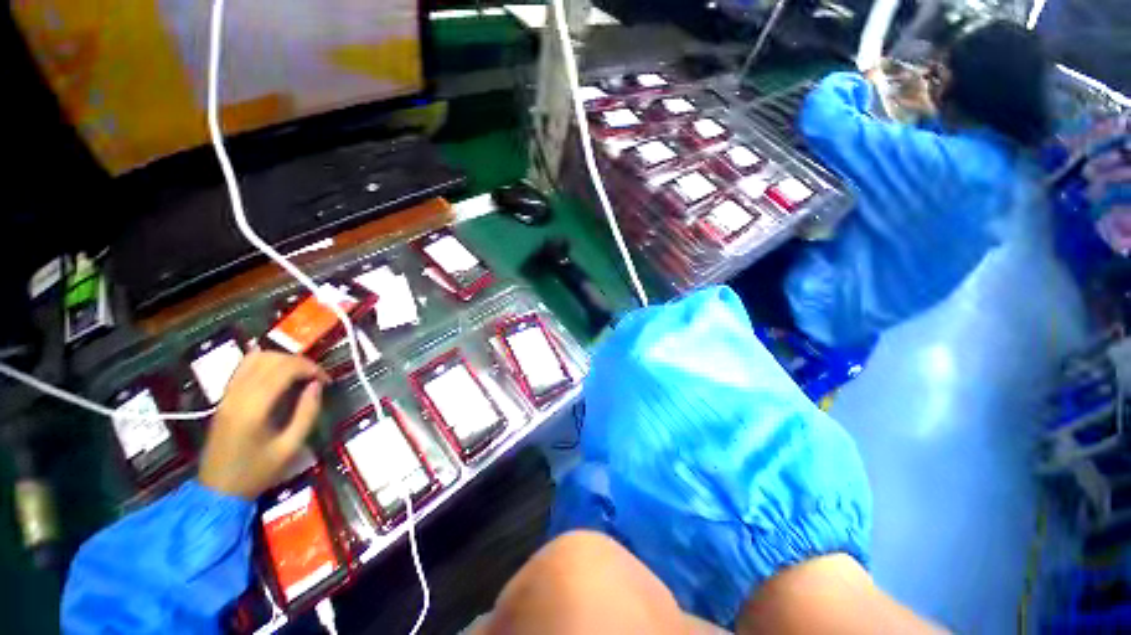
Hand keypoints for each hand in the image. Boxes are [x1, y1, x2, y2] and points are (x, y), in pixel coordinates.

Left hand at [199, 351, 328, 499]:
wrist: (217, 491)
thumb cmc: (257, 472)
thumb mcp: (290, 447)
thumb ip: (307, 413)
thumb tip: (317, 386)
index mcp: (254, 408)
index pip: (284, 370)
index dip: (310, 368)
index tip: (326, 380)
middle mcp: (238, 395)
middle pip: (270, 359)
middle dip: (300, 362)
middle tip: (317, 377)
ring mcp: (227, 395)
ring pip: (255, 359)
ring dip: (283, 359)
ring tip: (300, 374)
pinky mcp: (224, 398)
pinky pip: (244, 368)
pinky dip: (265, 363)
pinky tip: (279, 372)